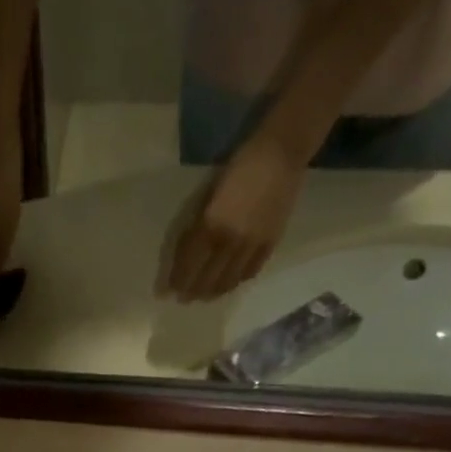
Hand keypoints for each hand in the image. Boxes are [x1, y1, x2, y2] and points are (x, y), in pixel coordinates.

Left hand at [161, 132, 305, 301]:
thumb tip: (187, 254)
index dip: (179, 280)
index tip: (169, 291)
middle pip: (207, 279)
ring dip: (214, 292)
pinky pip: (249, 272)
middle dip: (193, 292)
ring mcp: (252, 246)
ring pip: (228, 281)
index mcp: (211, 226)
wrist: (281, 153)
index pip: (189, 264)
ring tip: (205, 296)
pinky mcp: (269, 244)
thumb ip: (198, 225)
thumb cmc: (239, 167)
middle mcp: (230, 242)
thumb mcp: (209, 196)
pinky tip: (229, 283)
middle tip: (185, 298)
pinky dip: (236, 281)